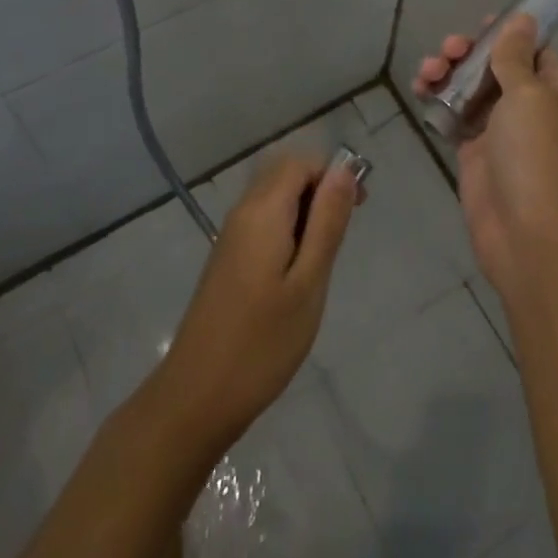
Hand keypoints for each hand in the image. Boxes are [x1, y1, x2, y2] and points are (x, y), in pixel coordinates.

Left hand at [155, 154, 359, 447]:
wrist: (198, 395)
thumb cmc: (262, 342)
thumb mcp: (308, 283)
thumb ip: (326, 222)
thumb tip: (343, 170)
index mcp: (262, 211)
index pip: (300, 162)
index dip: (333, 173)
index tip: (359, 208)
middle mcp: (243, 211)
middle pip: (285, 172)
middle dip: (320, 187)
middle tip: (344, 230)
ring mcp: (232, 234)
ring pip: (274, 195)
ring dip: (304, 208)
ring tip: (324, 256)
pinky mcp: (228, 257)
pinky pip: (263, 219)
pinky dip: (288, 227)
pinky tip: (298, 270)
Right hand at [415, 14, 557, 296]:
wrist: (527, 234)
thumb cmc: (535, 154)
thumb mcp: (529, 94)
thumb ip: (516, 55)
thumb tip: (524, 18)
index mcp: (556, 89)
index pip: (532, 49)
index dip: (506, 33)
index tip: (480, 24)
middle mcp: (530, 105)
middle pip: (495, 65)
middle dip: (468, 52)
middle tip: (447, 50)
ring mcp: (500, 129)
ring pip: (469, 87)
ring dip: (446, 73)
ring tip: (426, 74)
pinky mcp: (474, 151)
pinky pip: (453, 114)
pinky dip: (436, 100)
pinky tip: (420, 92)